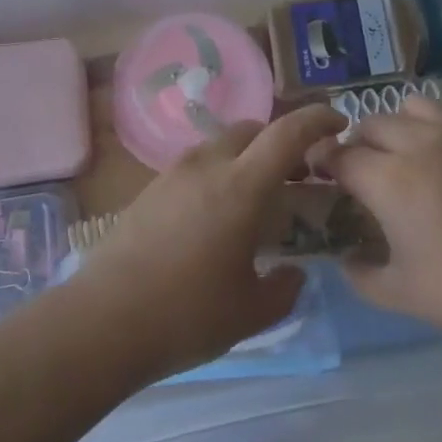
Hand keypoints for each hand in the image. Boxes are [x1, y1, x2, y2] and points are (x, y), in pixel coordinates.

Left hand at [68, 105, 345, 383]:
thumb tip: (293, 273)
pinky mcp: (150, 189)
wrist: (102, 321)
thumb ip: (284, 289)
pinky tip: (215, 217)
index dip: (317, 120)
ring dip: (246, 157)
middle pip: (252, 130)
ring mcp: (174, 174)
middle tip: (296, 175)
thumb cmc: (186, 315)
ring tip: (254, 199)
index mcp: (241, 187)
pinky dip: (218, 174)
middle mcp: (208, 166)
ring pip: (221, 145)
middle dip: (280, 141)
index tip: (339, 123)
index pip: (287, 133)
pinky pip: (196, 166)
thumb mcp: (250, 312)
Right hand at [325, 96, 441, 344]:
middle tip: (357, 168)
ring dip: (394, 125)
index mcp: (389, 179)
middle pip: (372, 124)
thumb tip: (347, 259)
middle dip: (355, 141)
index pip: (341, 155)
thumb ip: (362, 275)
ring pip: (411, 107)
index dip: (322, 159)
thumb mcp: (402, 295)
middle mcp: (418, 145)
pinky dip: (433, 130)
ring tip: (399, 152)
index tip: (316, 169)